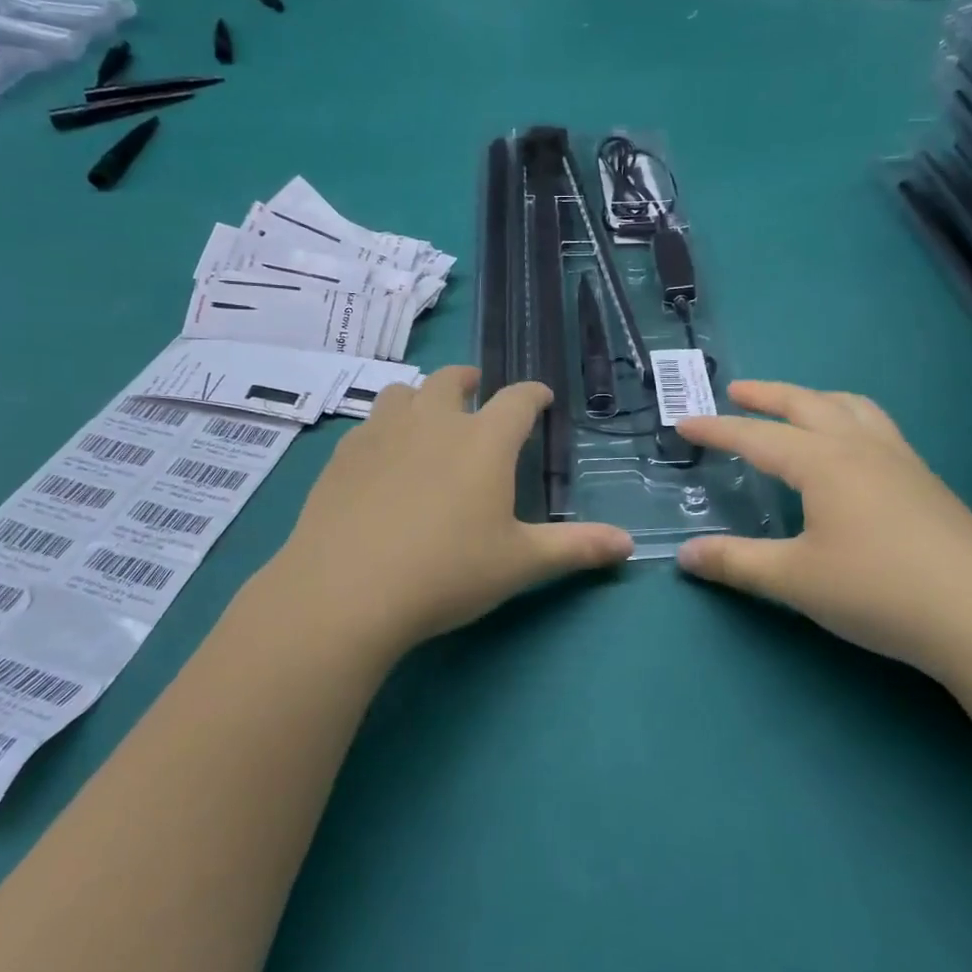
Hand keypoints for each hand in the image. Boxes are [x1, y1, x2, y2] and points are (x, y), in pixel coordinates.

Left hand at [265, 367, 632, 652]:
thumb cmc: (447, 572)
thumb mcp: (520, 563)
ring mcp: (381, 434)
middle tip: (477, 392)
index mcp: (483, 441)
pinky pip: (368, 424)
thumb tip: (629, 545)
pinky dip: (384, 428)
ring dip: (421, 397)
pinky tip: (382, 458)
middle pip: (452, 379)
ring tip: (427, 417)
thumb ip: (576, 548)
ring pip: (403, 393)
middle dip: (470, 380)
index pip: (517, 400)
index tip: (541, 397)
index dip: (533, 394)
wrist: (347, 591)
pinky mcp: (342, 456)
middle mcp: (433, 422)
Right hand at [676, 381, 971, 680]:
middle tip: (736, 391)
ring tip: (796, 406)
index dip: (717, 430)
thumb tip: (684, 555)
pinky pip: (878, 428)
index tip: (683, 423)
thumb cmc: (878, 590)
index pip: (757, 437)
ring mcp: (900, 461)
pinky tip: (852, 449)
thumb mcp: (795, 580)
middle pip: (807, 404)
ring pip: (852, 408)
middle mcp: (861, 448)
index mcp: (823, 463)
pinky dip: (850, 419)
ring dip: (815, 399)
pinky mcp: (926, 482)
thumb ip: (736, 563)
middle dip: (767, 395)